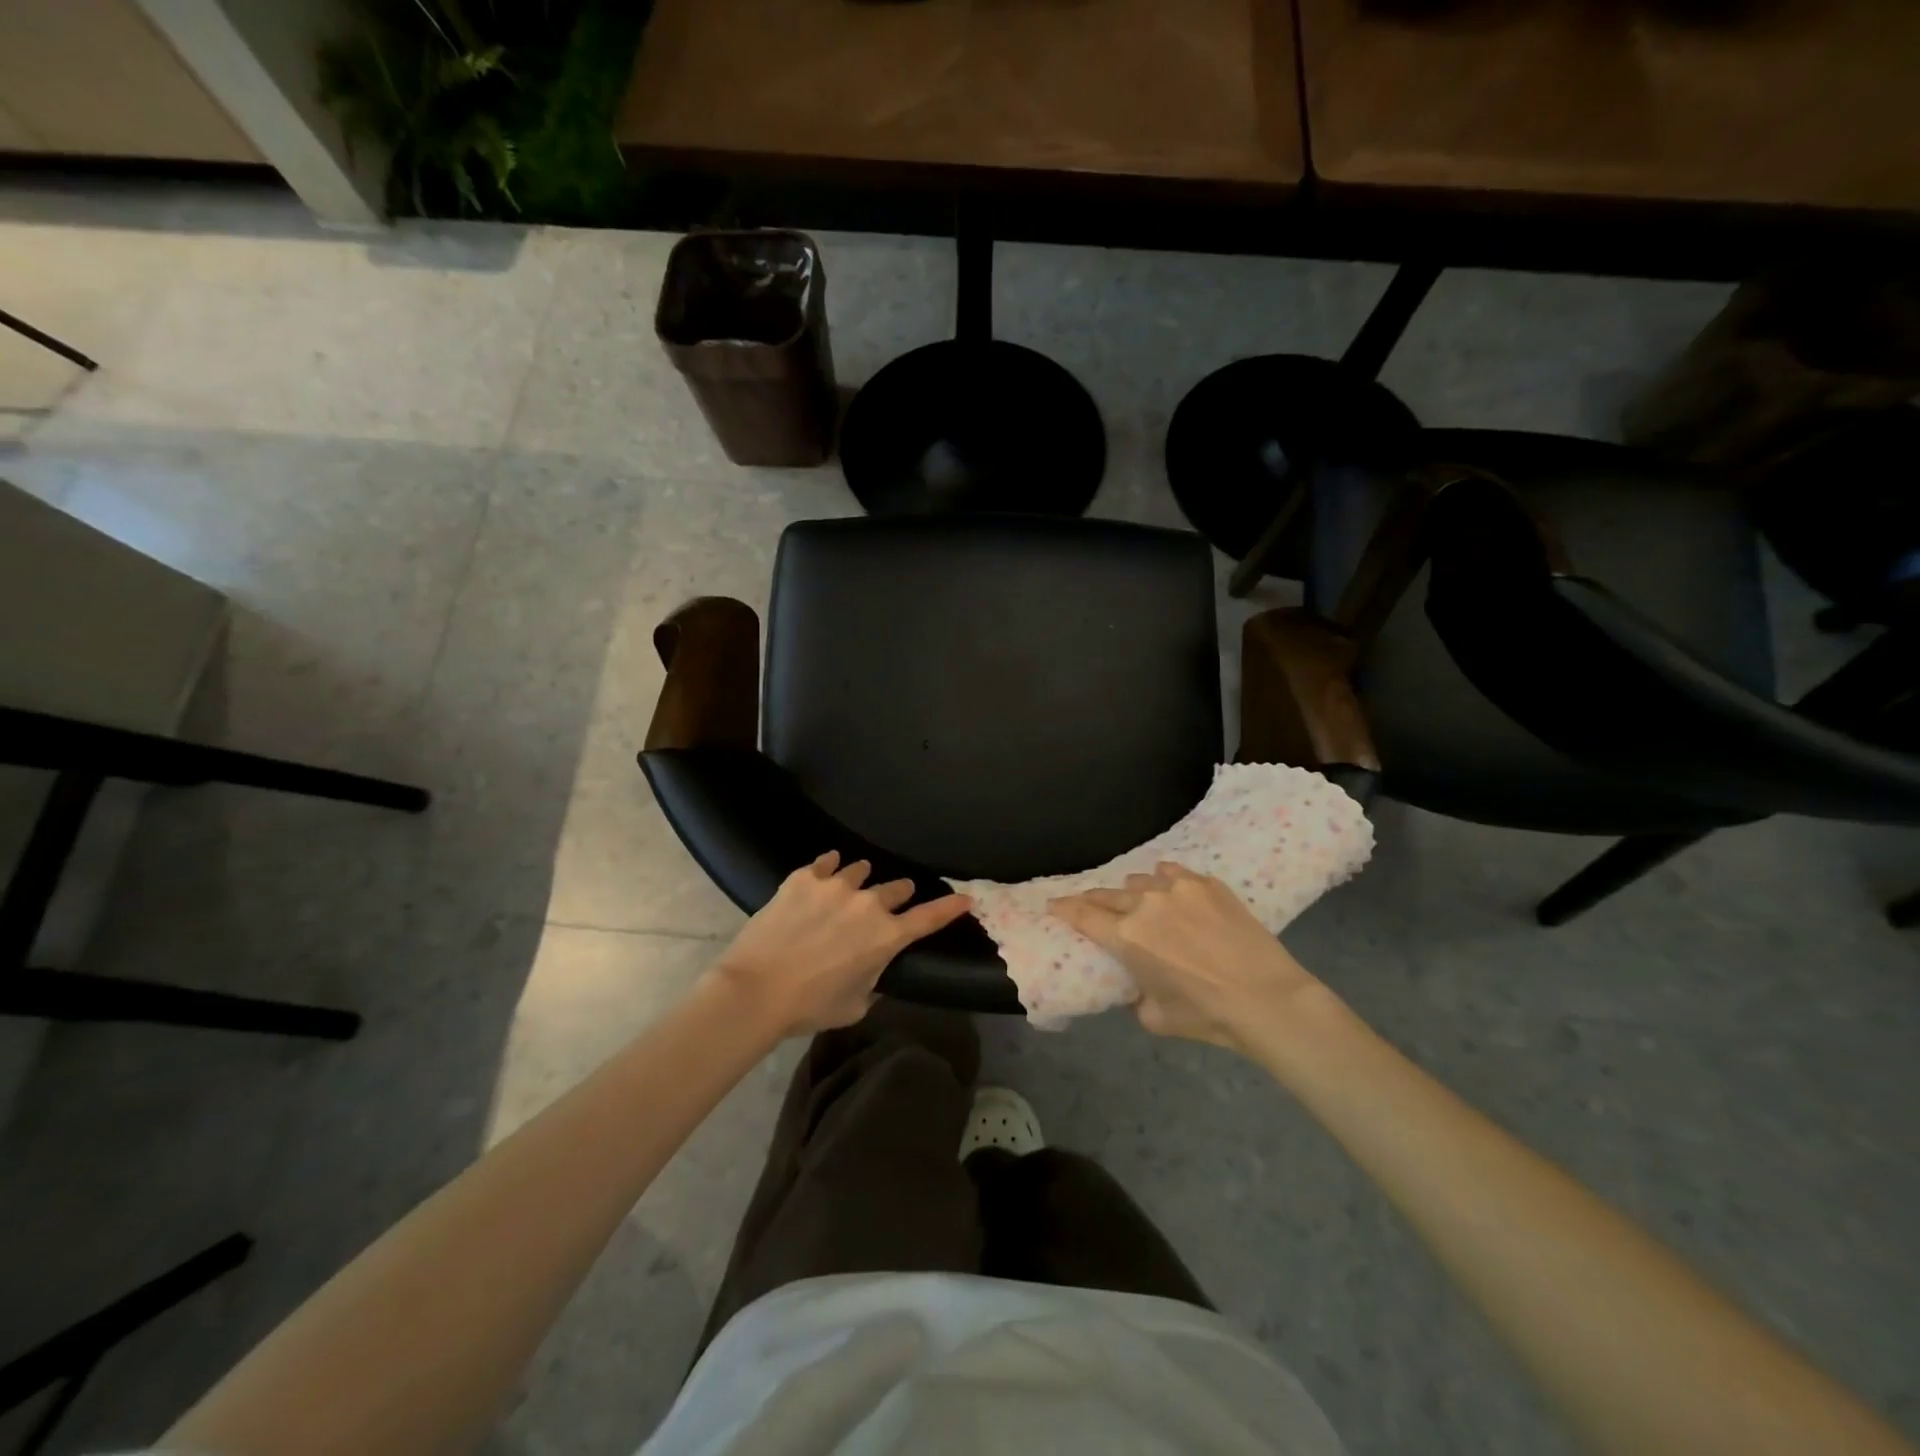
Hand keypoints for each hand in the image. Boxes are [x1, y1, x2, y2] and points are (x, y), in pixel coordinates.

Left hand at [706, 851, 973, 1037]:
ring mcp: (835, 886)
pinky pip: (826, 862)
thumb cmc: (809, 1006)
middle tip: (887, 904)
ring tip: (852, 884)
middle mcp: (868, 904)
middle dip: (897, 896)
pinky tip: (826, 869)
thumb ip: (873, 984)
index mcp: (886, 937)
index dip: (951, 907)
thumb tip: (874, 972)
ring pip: (861, 870)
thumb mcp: (854, 1006)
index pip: (930, 918)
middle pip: (896, 889)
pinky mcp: (804, 878)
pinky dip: (830, 867)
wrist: (755, 990)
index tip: (966, 897)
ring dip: (861, 880)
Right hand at [1049, 862, 1320, 1050]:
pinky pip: (1171, 873)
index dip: (1064, 909)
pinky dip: (1163, 882)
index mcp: (1127, 937)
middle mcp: (1144, 905)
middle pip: (1106, 895)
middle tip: (1088, 906)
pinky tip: (1169, 891)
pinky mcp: (1206, 883)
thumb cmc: (1207, 1015)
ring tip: (1138, 904)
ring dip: (1132, 894)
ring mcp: (1177, 889)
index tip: (1053, 905)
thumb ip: (1134, 994)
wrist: (1267, 998)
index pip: (1083, 915)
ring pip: (1138, 882)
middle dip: (1093, 901)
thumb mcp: (1154, 1017)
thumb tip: (1137, 983)